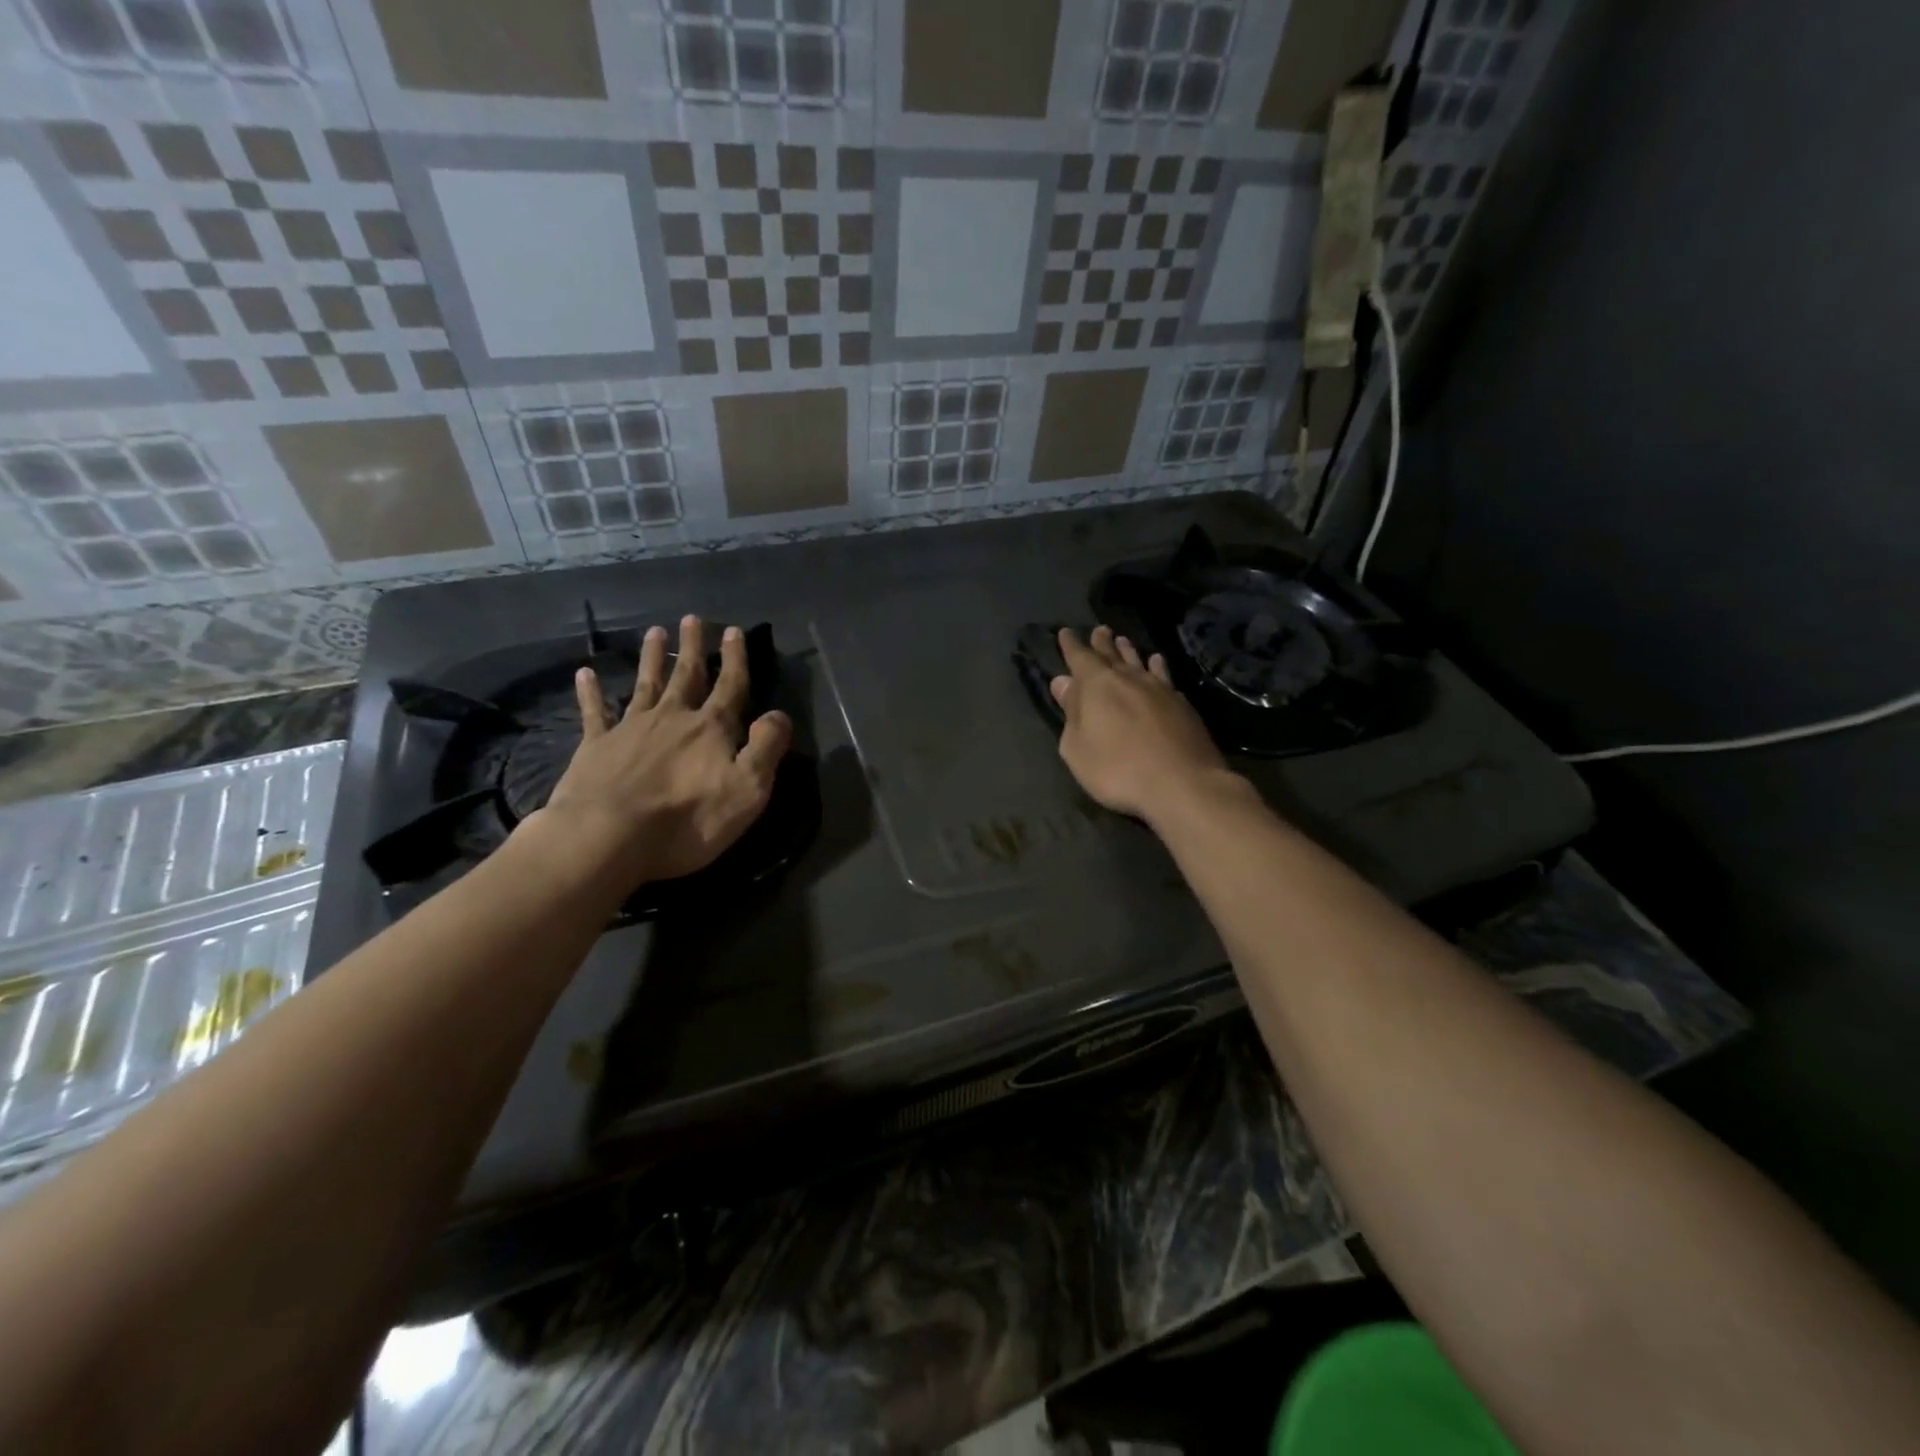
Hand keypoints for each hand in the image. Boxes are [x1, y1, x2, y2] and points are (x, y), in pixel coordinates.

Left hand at [538, 615, 791, 886]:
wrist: (609, 836)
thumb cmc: (688, 819)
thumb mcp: (748, 789)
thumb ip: (766, 748)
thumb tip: (779, 714)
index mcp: (711, 728)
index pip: (730, 685)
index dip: (735, 659)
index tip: (734, 630)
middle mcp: (673, 717)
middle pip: (686, 675)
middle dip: (693, 648)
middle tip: (692, 619)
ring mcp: (631, 728)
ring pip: (645, 684)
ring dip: (651, 657)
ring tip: (654, 632)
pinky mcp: (596, 746)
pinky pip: (595, 712)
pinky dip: (591, 692)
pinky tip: (585, 673)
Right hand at [1049, 625, 1232, 823]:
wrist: (1182, 784)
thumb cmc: (1117, 769)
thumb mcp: (1077, 748)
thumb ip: (1070, 713)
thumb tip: (1063, 682)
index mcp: (1097, 686)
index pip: (1080, 658)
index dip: (1071, 645)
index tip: (1065, 632)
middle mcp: (1128, 679)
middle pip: (1111, 655)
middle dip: (1101, 643)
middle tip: (1098, 630)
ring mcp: (1159, 689)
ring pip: (1139, 662)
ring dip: (1128, 651)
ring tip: (1123, 640)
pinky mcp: (1181, 704)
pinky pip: (1164, 675)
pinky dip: (1157, 666)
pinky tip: (1157, 662)